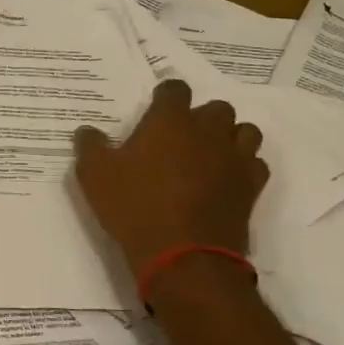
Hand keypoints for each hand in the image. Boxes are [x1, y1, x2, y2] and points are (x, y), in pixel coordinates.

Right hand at [72, 80, 268, 276]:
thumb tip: (87, 131)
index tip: (156, 107)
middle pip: (216, 107)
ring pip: (245, 131)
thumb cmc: (135, 206)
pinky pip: (256, 163)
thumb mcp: (94, 175)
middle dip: (202, 116)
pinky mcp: (251, 186)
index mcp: (169, 120)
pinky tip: (227, 178)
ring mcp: (234, 158)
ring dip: (230, 136)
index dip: (166, 95)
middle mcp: (207, 131)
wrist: (183, 255)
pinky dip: (244, 165)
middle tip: (182, 136)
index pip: (176, 89)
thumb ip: (90, 146)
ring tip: (210, 152)